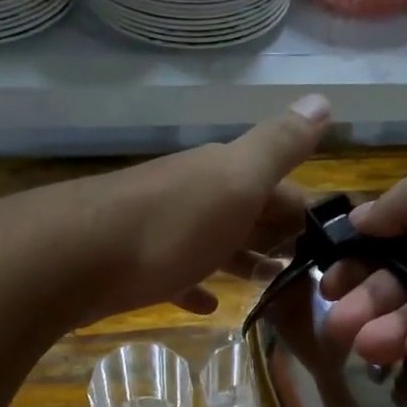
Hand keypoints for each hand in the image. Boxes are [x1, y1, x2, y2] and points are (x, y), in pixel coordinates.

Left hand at [24, 96, 330, 323]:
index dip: (304, 212)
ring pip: (214, 243)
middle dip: (277, 236)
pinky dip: (196, 287)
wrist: (75, 258)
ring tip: (269, 285)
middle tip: (306, 269)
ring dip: (242, 261)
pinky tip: (207, 305)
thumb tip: (323, 100)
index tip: (331, 244)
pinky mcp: (138, 267)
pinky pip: (177, 275)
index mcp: (222, 174)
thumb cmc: (170, 224)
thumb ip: (279, 146)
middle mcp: (194, 195)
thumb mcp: (237, 179)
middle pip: (246, 214)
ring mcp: (164, 231)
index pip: (277, 188)